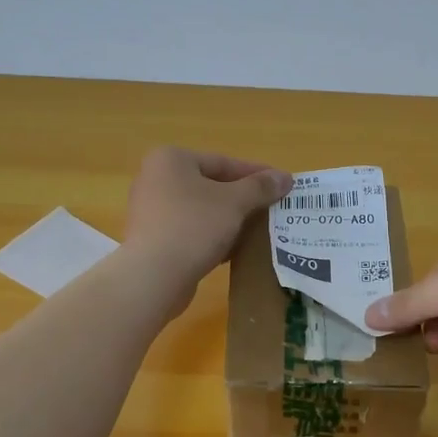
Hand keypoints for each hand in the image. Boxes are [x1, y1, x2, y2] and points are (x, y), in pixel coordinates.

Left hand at [123, 147, 292, 312]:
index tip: (283, 185)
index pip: (224, 162)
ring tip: (260, 230)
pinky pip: (191, 231)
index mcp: (171, 159)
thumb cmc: (194, 226)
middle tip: (273, 208)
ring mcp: (152, 211)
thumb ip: (260, 187)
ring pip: (203, 210)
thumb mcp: (234, 202)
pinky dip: (214, 236)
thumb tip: (285, 177)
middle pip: (212, 185)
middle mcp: (156, 179)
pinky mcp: (154, 239)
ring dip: (231, 219)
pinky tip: (236, 249)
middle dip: (244, 198)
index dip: (257, 174)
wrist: (154, 276)